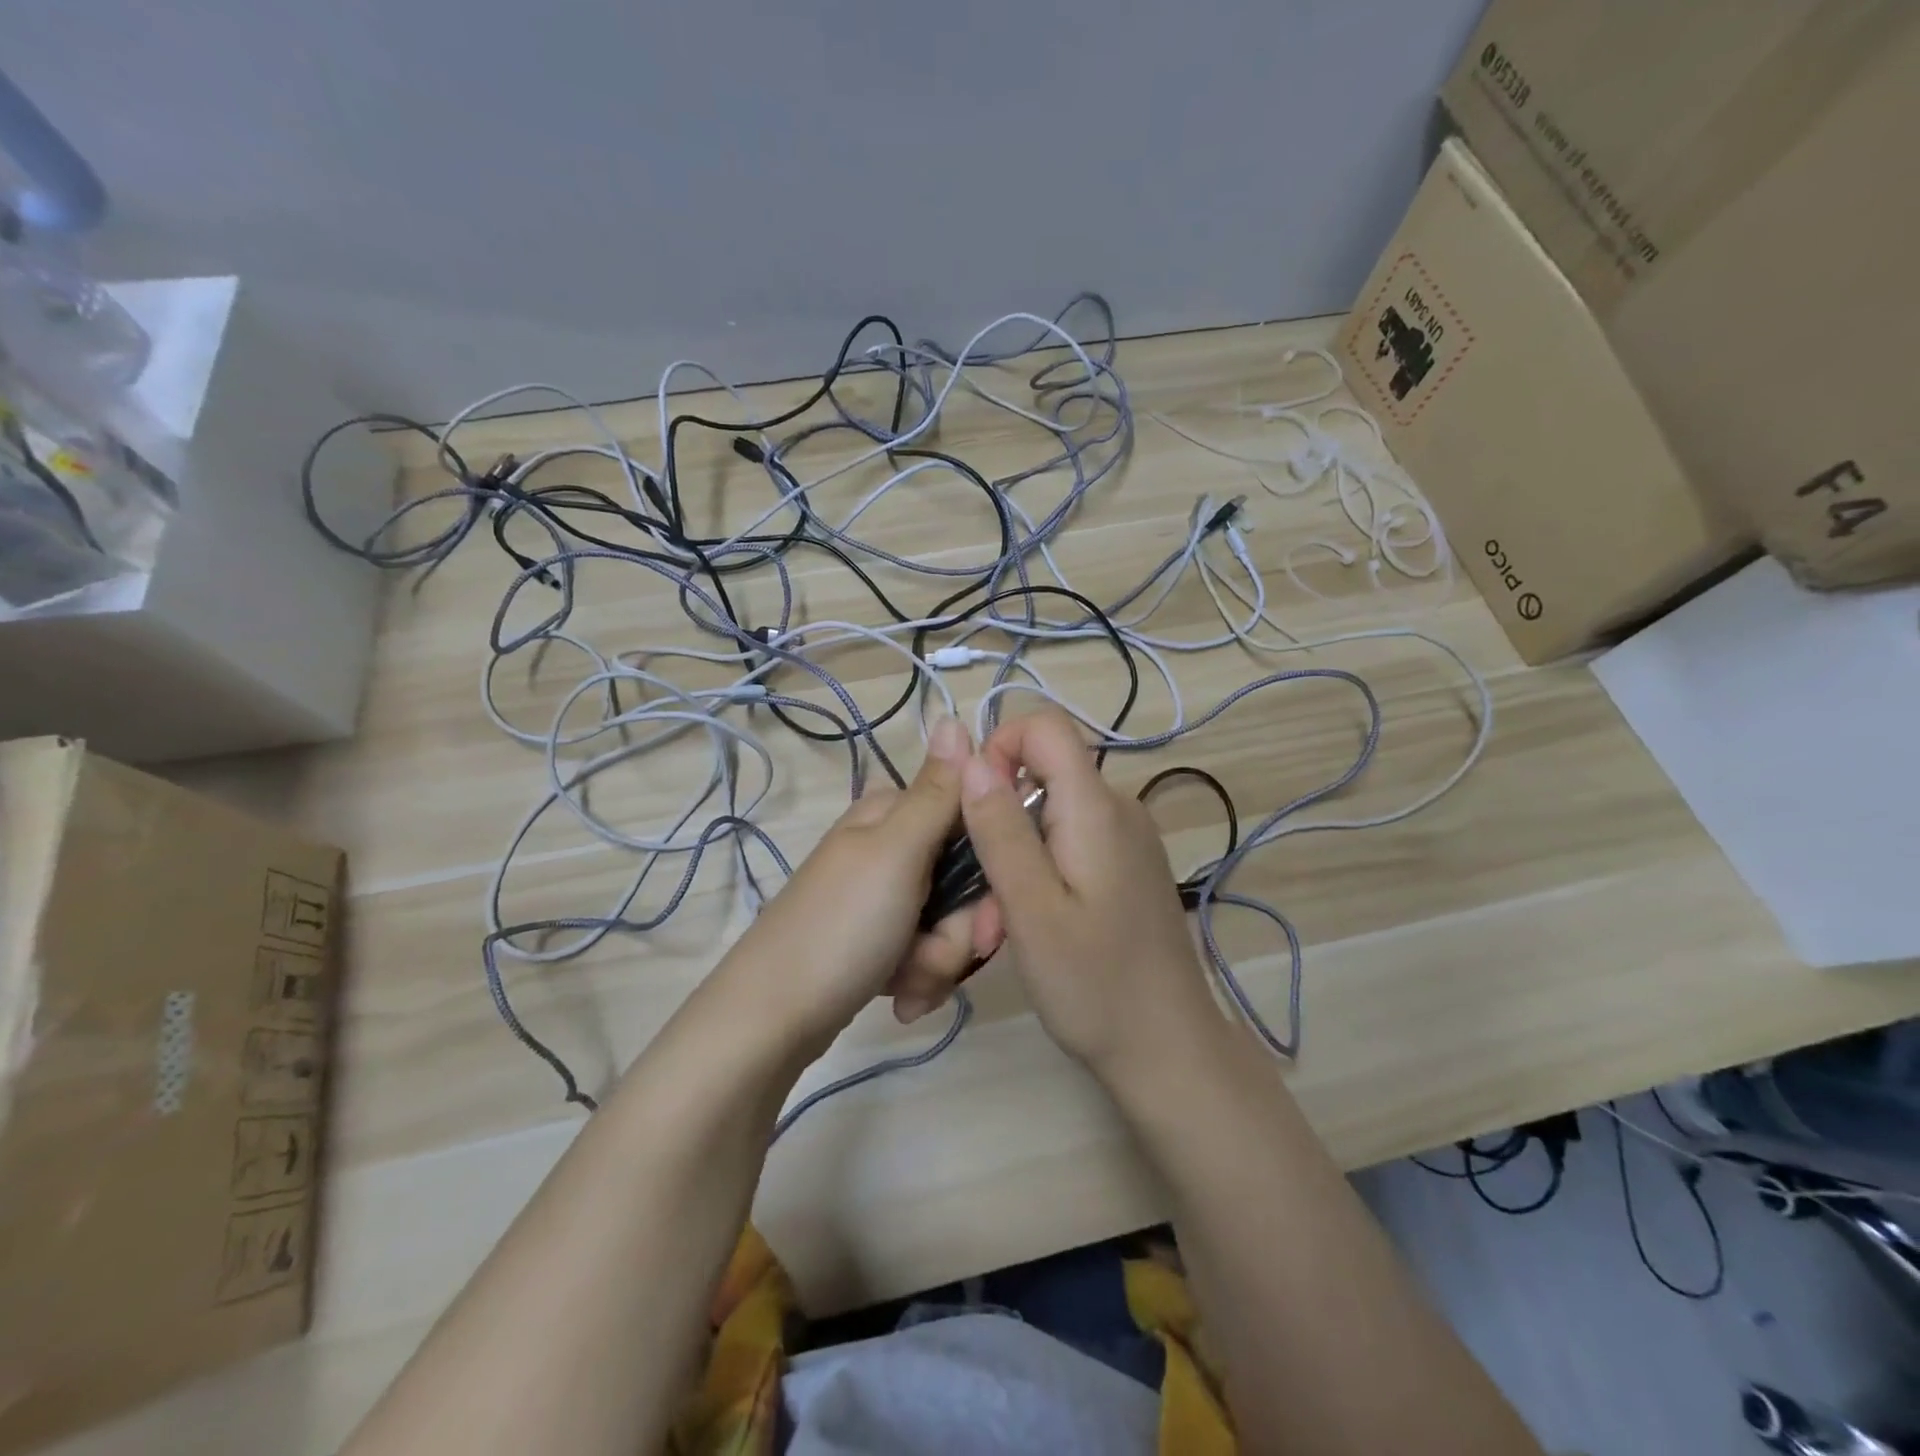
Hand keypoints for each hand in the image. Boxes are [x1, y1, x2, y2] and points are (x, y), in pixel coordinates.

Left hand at [719, 716, 1001, 1052]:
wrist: (772, 1021)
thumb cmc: (841, 928)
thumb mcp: (896, 852)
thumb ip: (936, 791)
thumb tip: (954, 715)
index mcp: (894, 815)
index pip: (974, 821)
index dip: (992, 868)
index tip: (987, 911)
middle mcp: (891, 849)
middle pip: (967, 881)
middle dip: (960, 929)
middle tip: (932, 954)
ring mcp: (885, 897)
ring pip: (952, 923)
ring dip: (939, 960)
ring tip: (905, 983)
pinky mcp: (881, 940)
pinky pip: (927, 952)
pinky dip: (921, 978)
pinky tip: (900, 998)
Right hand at [957, 707, 1224, 1082]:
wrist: (1169, 1050)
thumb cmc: (1094, 985)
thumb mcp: (1030, 909)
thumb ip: (1000, 829)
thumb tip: (970, 757)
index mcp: (1097, 808)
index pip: (1045, 726)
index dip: (998, 749)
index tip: (975, 811)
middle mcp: (1119, 808)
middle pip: (1044, 772)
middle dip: (1000, 817)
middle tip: (988, 893)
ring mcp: (1129, 838)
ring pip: (1051, 811)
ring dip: (1017, 851)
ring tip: (1009, 921)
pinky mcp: (1128, 865)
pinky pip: (1071, 839)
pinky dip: (1042, 867)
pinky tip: (1039, 921)